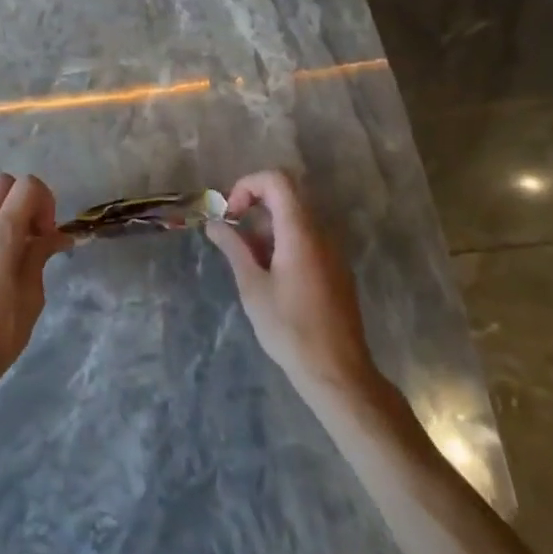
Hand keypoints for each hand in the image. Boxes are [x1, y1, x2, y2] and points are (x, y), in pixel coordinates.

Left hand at [0, 173, 71, 383]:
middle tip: (38, 231)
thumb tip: (57, 236)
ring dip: (14, 211)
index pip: (26, 185)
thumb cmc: (2, 329)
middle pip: (4, 182)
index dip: (45, 201)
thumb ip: (41, 255)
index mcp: (1, 233)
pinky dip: (2, 225)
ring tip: (27, 249)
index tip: (49, 233)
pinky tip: (12, 260)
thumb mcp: (32, 292)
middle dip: (27, 197)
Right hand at [206, 170, 381, 397]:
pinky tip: (271, 272)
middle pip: (288, 193)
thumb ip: (233, 248)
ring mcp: (332, 251)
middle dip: (256, 202)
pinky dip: (284, 239)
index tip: (232, 213)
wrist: (338, 373)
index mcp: (300, 232)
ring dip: (268, 223)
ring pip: (297, 216)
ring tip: (249, 257)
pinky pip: (308, 236)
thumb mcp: (252, 287)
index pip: (277, 180)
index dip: (248, 185)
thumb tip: (214, 223)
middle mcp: (321, 233)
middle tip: (235, 229)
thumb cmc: (290, 329)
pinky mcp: (336, 268)